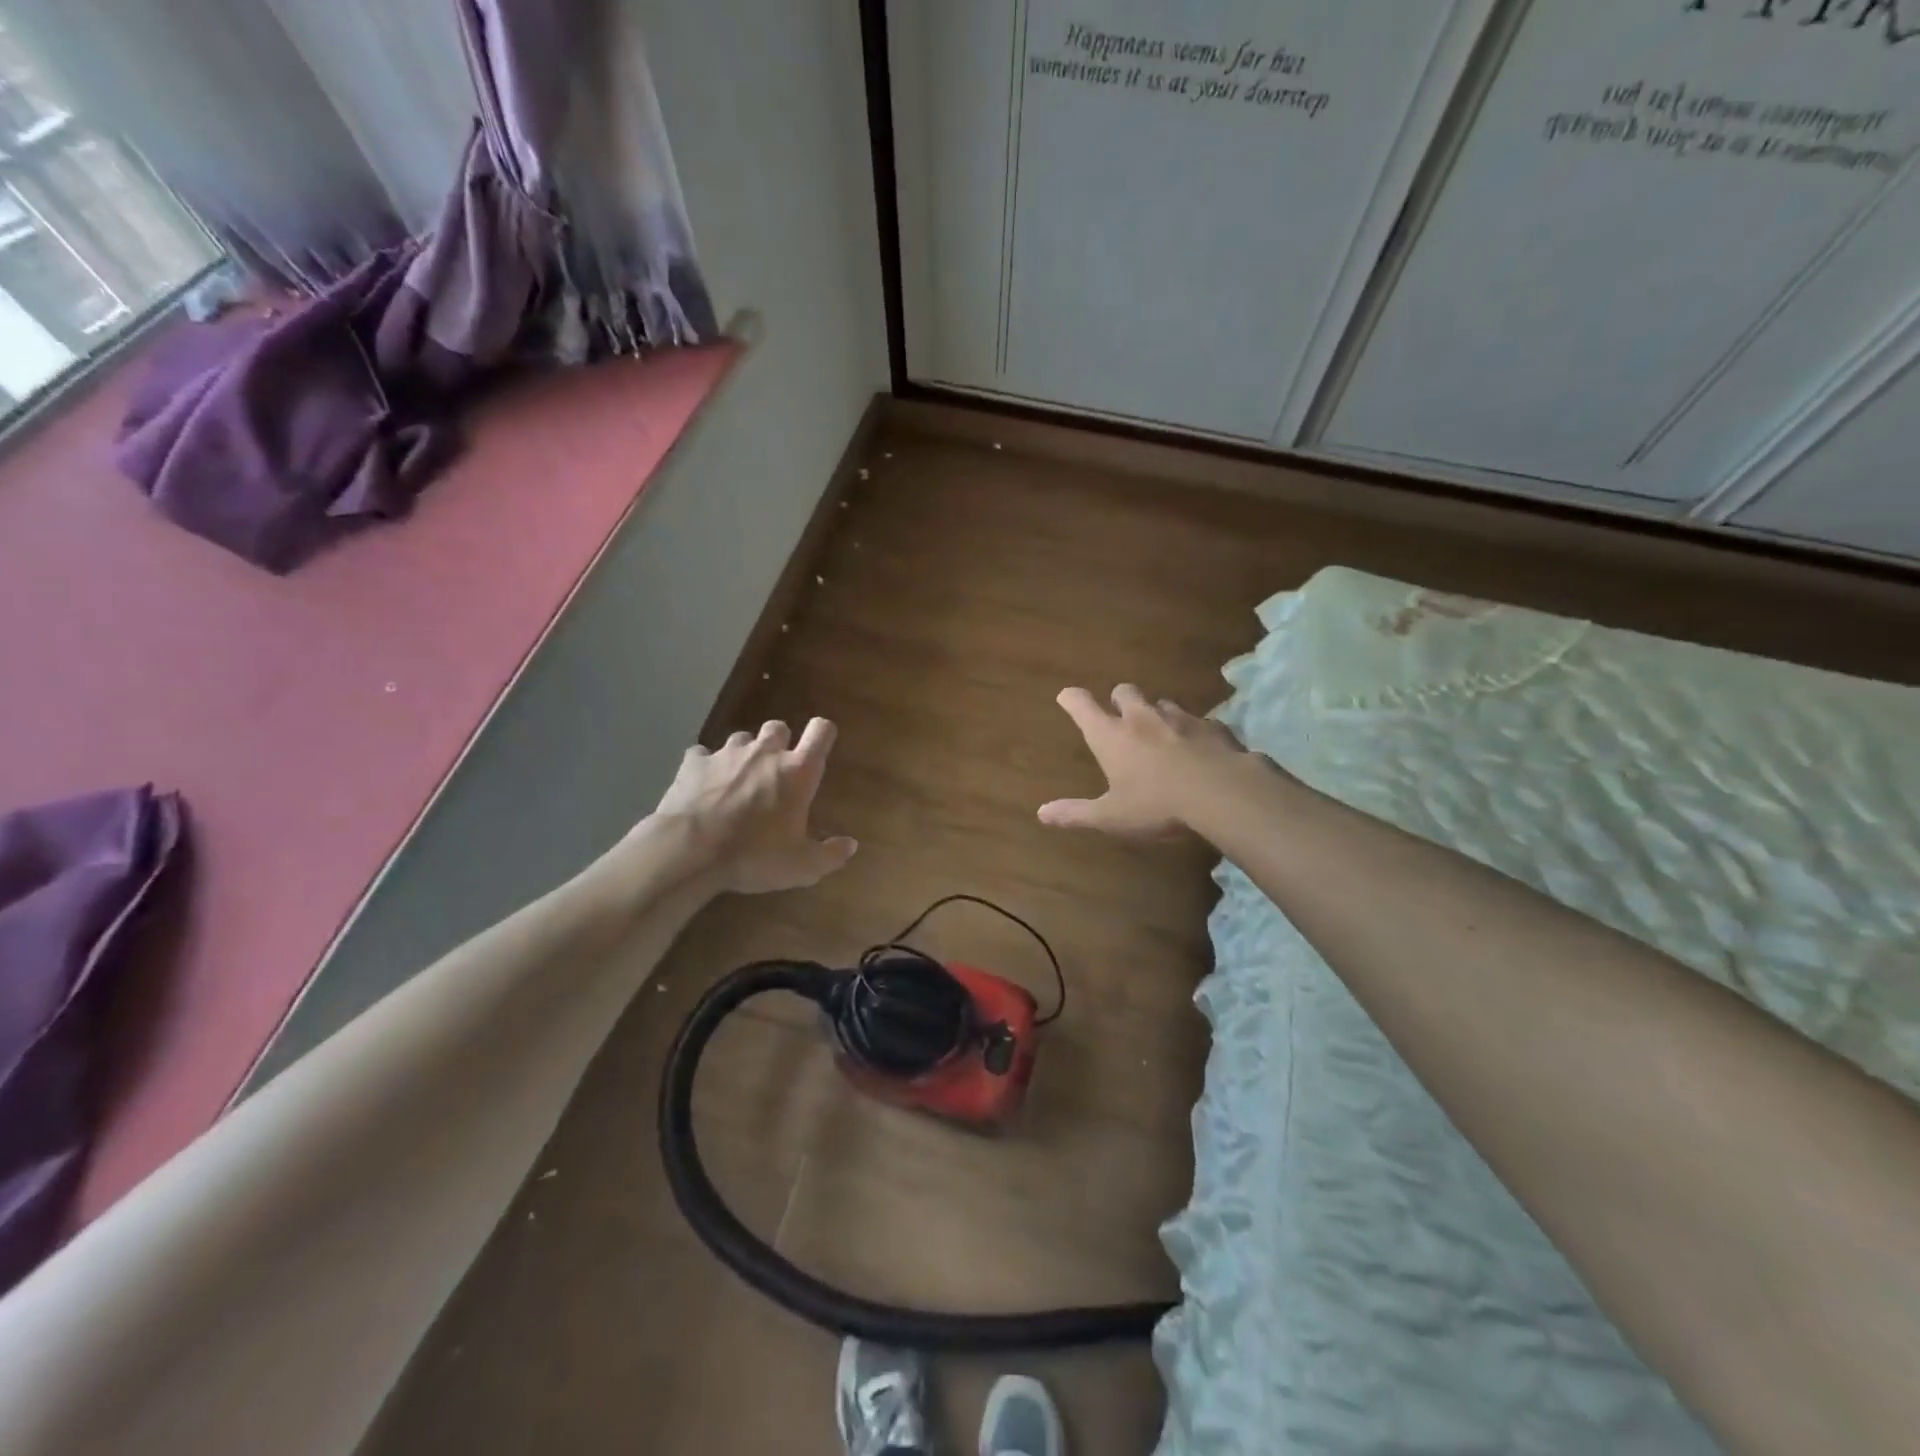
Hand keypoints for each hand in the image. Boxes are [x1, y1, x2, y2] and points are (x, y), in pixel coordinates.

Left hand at [650, 718, 857, 894]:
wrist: (689, 851)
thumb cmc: (754, 856)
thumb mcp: (802, 867)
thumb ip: (830, 854)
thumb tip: (850, 844)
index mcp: (797, 771)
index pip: (821, 731)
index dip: (823, 734)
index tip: (820, 746)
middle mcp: (765, 753)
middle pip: (778, 727)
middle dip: (779, 743)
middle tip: (775, 771)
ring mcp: (726, 754)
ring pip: (741, 738)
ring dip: (744, 754)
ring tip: (738, 780)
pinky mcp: (693, 763)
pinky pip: (702, 755)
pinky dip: (706, 767)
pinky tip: (703, 787)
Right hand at [1039, 685, 1255, 839]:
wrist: (1223, 794)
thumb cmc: (1157, 806)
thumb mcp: (1111, 816)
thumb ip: (1076, 813)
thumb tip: (1041, 813)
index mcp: (1112, 736)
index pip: (1082, 706)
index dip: (1072, 699)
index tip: (1066, 697)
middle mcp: (1142, 718)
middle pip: (1125, 691)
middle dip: (1119, 699)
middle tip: (1119, 714)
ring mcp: (1181, 718)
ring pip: (1163, 703)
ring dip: (1157, 713)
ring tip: (1161, 733)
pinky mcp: (1214, 727)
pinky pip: (1199, 721)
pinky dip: (1193, 730)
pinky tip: (1199, 748)